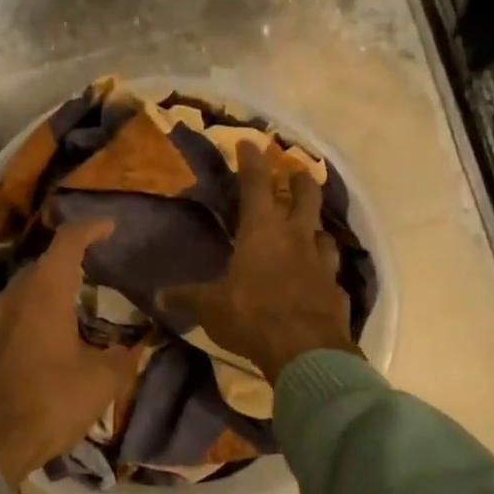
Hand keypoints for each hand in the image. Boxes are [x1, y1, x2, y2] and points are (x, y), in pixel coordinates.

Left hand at [0, 221, 138, 487]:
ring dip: (42, 302)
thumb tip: (135, 348)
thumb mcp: (99, 384)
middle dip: (65, 268)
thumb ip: (122, 359)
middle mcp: (9, 299)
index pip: (67, 242)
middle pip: (39, 269)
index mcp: (43, 294)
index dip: (90, 229)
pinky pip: (1, 329)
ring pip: (17, 299)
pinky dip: (22, 331)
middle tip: (90, 280)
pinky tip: (34, 356)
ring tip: (65, 320)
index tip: (108, 226)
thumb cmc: (46, 404)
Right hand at [162, 141, 360, 383]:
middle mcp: (295, 237)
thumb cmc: (252, 316)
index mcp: (262, 231)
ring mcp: (321, 262)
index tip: (249, 143)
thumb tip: (157, 295)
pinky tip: (317, 277)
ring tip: (307, 229)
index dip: (251, 161)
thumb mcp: (210, 307)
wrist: (306, 350)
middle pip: (305, 195)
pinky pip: (330, 270)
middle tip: (294, 174)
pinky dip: (322, 268)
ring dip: (314, 226)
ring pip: (323, 231)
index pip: (256, 184)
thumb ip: (187, 297)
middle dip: (299, 180)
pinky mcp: (336, 288)